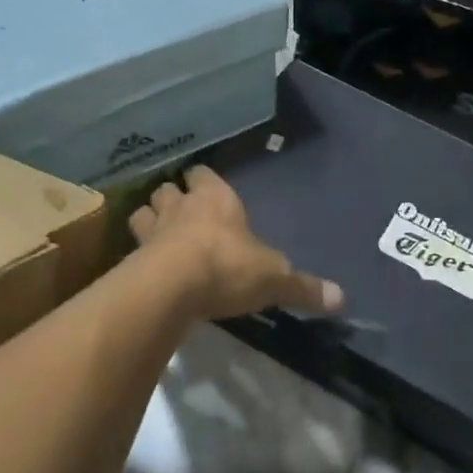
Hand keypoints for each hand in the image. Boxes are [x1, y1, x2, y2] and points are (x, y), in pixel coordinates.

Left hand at [130, 166, 343, 321]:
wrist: (172, 288)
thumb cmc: (229, 267)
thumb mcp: (275, 279)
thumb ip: (304, 287)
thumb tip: (342, 299)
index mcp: (217, 199)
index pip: (204, 173)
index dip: (203, 179)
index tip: (205, 186)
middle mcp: (182, 207)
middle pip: (167, 189)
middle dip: (172, 197)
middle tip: (179, 211)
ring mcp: (152, 231)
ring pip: (142, 213)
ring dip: (148, 221)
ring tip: (157, 236)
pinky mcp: (132, 260)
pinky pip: (130, 249)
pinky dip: (136, 255)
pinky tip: (144, 269)